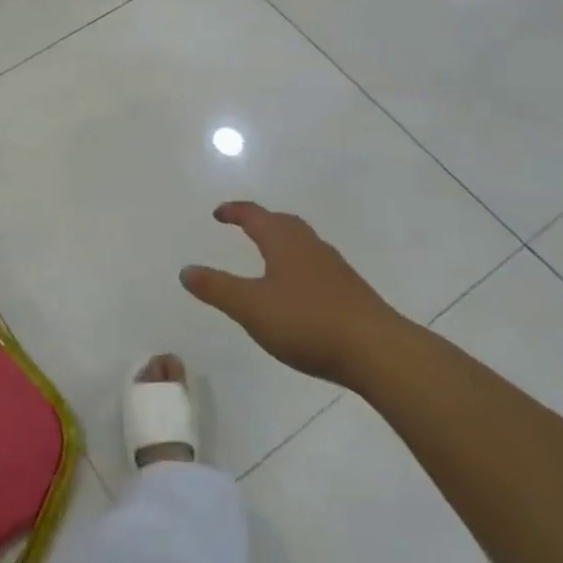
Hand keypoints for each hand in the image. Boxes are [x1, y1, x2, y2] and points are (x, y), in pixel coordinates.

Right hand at [182, 201, 405, 383]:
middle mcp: (310, 246)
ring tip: (268, 255)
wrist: (377, 350)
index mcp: (283, 241)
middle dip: (261, 221)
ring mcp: (334, 268)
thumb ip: (217, 288)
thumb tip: (186, 270)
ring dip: (282, 242)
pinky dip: (298, 265)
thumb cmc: (306, 321)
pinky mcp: (349, 291)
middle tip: (243, 226)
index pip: (255, 216)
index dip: (235, 212)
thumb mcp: (251, 307)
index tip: (219, 213)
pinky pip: (316, 265)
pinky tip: (297, 290)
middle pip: (282, 223)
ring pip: (302, 243)